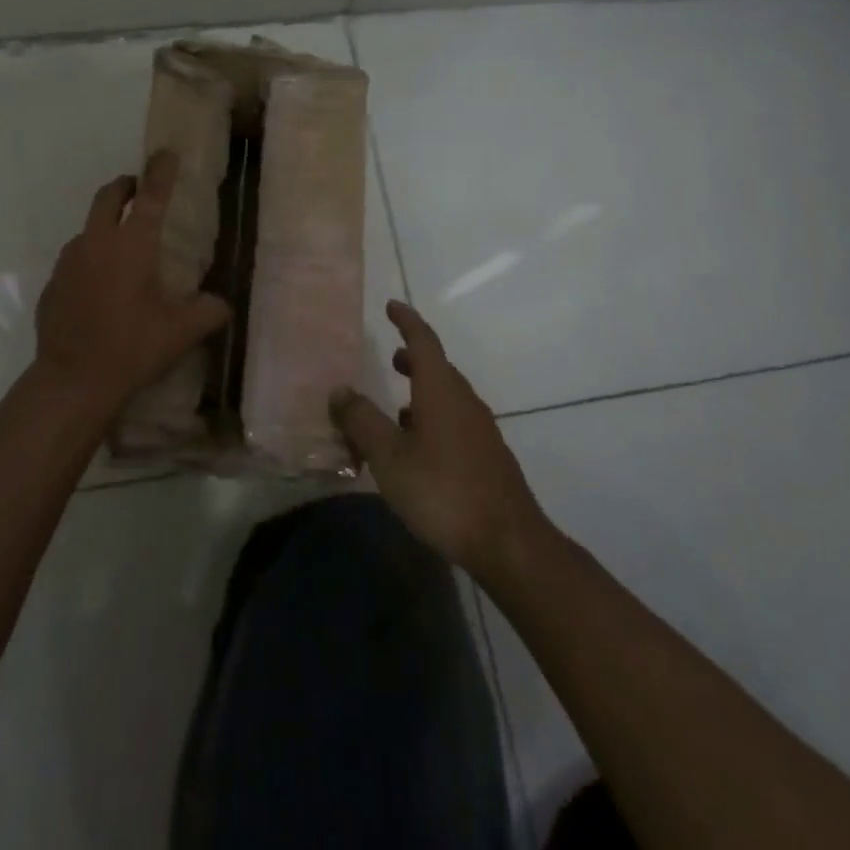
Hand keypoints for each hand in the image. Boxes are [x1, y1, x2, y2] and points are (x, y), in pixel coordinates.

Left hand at [32, 151, 231, 417]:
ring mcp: (69, 262)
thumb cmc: (131, 348)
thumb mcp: (181, 332)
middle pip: (109, 196)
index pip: (151, 196)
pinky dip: (90, 260)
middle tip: (141, 192)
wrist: (72, 381)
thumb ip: (208, 311)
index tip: (166, 153)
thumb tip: (223, 304)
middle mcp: (97, 243)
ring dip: (106, 225)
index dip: (161, 171)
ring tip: (123, 249)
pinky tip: (100, 288)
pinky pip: (74, 260)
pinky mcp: (52, 284)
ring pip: (88, 228)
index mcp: (132, 246)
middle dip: (126, 186)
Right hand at [330, 300, 549, 577]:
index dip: (406, 321)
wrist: (509, 543)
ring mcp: (480, 429)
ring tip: (397, 403)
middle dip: (414, 357)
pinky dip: (433, 416)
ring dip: (423, 389)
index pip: (423, 341)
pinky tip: (419, 445)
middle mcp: (463, 401)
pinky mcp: (487, 456)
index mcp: (440, 390)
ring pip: (448, 396)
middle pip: (439, 367)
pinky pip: (455, 420)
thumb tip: (340, 389)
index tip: (391, 306)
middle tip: (391, 356)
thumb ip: (362, 421)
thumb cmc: (443, 491)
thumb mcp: (390, 457)